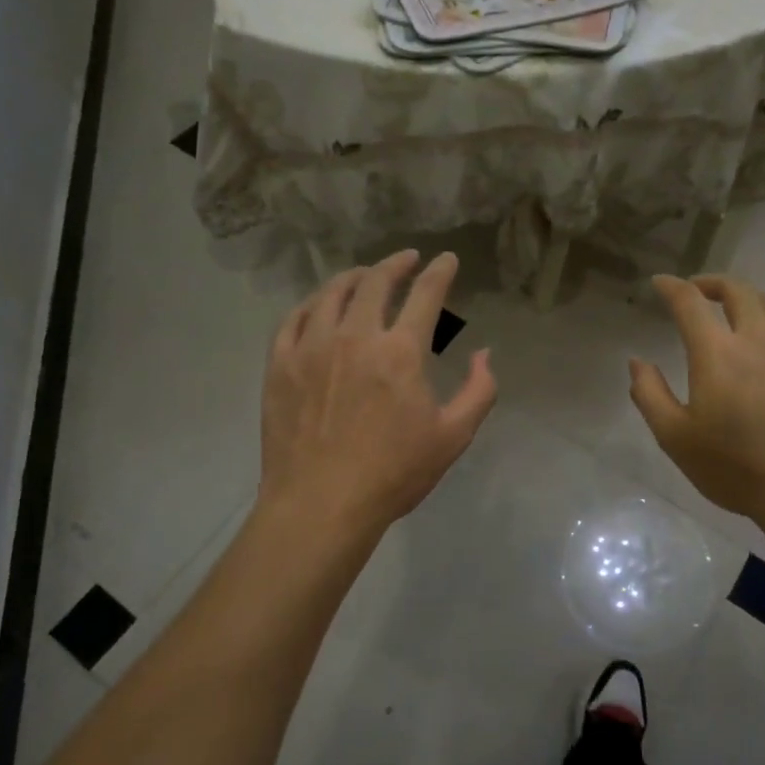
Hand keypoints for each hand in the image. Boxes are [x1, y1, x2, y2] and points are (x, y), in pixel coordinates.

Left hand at [259, 251, 496, 541]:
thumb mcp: (453, 437)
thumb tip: (484, 354)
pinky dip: (312, 304)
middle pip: (375, 281)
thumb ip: (479, 390)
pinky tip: (319, 306)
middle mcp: (355, 336)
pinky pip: (293, 318)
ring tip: (364, 275)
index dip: (440, 271)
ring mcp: (311, 347)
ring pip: (331, 293)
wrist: (320, 505)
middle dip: (396, 263)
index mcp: (400, 351)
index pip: (425, 294)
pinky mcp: (280, 364)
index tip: (446, 260)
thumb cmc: (393, 474)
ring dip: (354, 277)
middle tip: (407, 259)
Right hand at [630, 275, 764, 524]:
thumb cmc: (735, 467)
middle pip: (737, 290)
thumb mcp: (675, 438)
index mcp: (717, 352)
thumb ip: (650, 394)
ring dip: (748, 298)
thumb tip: (637, 362)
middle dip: (712, 284)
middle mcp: (759, 337)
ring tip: (737, 310)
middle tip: (698, 293)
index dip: (672, 287)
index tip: (660, 283)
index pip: (689, 302)